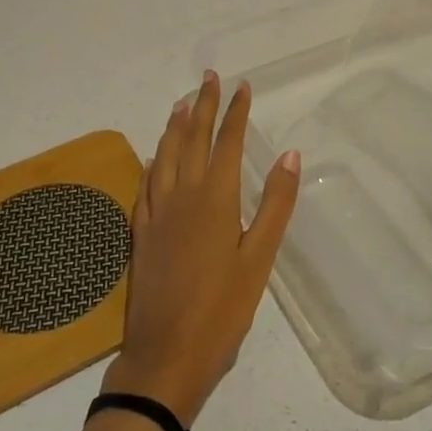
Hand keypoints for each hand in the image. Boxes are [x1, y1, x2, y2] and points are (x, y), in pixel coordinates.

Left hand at [100, 71, 300, 425]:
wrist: (166, 353)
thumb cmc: (223, 309)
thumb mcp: (260, 258)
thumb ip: (275, 204)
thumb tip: (290, 154)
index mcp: (215, 198)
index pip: (227, 141)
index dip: (235, 111)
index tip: (242, 85)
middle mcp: (182, 194)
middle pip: (192, 138)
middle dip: (203, 105)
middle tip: (209, 77)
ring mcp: (157, 211)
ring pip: (165, 154)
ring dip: (175, 125)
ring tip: (182, 103)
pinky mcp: (141, 230)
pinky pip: (147, 181)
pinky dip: (154, 160)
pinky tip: (155, 157)